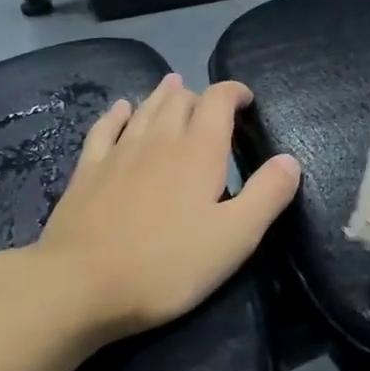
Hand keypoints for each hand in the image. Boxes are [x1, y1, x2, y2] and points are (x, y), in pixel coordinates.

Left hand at [29, 75, 301, 339]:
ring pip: (145, 109)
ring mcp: (119, 153)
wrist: (80, 284)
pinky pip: (104, 129)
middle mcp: (159, 141)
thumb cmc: (167, 265)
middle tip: (211, 105)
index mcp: (199, 152)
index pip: (219, 101)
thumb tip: (289, 159)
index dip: (234, 92)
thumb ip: (267, 195)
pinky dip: (118, 114)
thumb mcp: (235, 237)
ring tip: (174, 85)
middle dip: (200, 95)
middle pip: (181, 100)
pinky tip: (121, 109)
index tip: (246, 99)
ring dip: (163, 95)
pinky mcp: (87, 172)